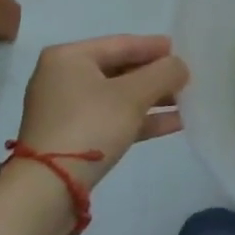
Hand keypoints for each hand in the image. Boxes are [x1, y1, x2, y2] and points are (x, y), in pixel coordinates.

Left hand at [15, 35, 189, 190]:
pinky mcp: (71, 137)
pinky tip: (174, 123)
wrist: (47, 190)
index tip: (184, 52)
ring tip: (187, 102)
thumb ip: (163, 73)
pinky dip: (140, 119)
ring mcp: (65, 109)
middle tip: (188, 78)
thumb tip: (180, 66)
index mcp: (69, 57)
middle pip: (121, 69)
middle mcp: (63, 77)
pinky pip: (112, 118)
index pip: (122, 43)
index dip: (156, 47)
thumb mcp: (133, 95)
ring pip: (118, 96)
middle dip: (156, 76)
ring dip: (153, 99)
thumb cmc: (89, 126)